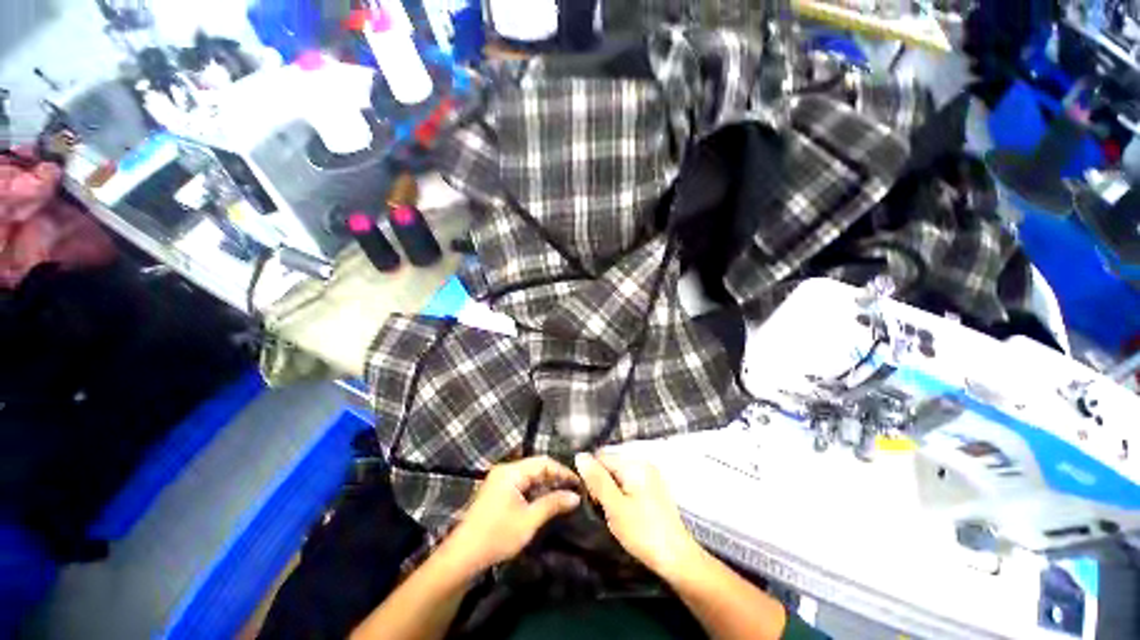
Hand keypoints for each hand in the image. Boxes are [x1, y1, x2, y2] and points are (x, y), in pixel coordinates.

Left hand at [443, 456, 580, 573]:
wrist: (463, 556)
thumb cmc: (497, 535)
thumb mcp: (529, 521)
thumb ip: (553, 504)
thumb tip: (575, 497)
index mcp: (511, 472)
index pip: (543, 462)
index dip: (562, 471)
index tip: (579, 482)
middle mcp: (506, 470)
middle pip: (536, 466)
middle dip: (555, 476)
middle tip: (573, 489)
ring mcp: (500, 480)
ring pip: (530, 475)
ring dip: (546, 484)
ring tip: (564, 495)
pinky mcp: (498, 491)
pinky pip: (522, 484)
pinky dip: (535, 490)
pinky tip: (545, 500)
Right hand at [575, 453, 702, 578]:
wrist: (677, 559)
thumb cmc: (643, 532)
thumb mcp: (614, 506)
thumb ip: (596, 480)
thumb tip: (579, 455)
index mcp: (634, 464)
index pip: (601, 459)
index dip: (591, 478)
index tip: (593, 501)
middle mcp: (643, 464)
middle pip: (610, 467)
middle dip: (602, 487)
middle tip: (605, 512)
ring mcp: (650, 477)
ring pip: (618, 479)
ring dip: (611, 495)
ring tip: (615, 517)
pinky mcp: (653, 491)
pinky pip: (629, 487)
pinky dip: (622, 499)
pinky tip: (626, 517)